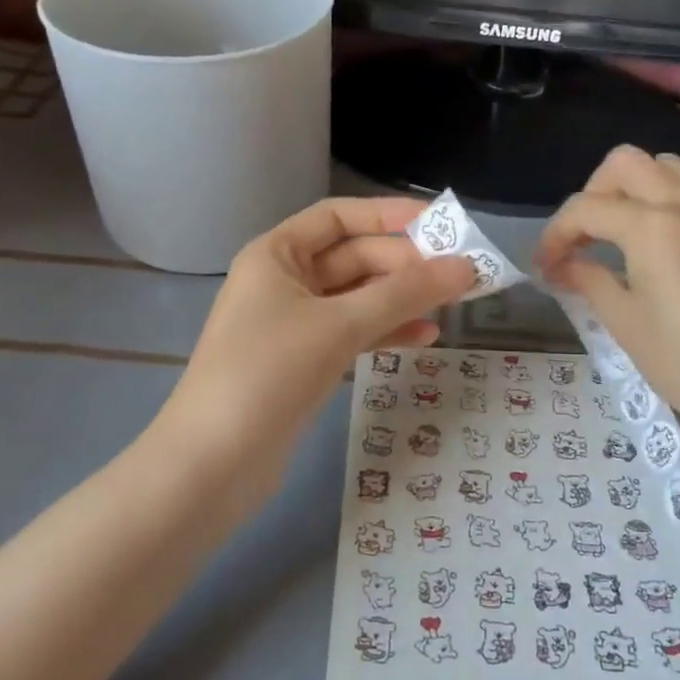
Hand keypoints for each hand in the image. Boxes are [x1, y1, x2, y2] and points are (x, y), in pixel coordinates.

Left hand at [159, 198, 475, 505]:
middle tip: (461, 274)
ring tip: (454, 303)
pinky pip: (353, 333)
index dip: (388, 215)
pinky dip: (386, 332)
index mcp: (276, 255)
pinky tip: (425, 338)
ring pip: (358, 298)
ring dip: (402, 299)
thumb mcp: (340, 325)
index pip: (338, 217)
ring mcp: (293, 324)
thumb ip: (405, 293)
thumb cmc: (268, 373)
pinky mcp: (304, 362)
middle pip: (354, 258)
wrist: (212, 464)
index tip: (440, 225)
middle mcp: (283, 281)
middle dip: (405, 264)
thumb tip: (466, 267)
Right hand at [535, 146, 679, 454]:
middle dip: (594, 193)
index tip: (545, 265)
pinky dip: (675, 210)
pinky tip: (673, 257)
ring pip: (672, 170)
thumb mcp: (624, 322)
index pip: (586, 208)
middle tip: (585, 237)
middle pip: (626, 164)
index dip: (554, 234)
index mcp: (654, 225)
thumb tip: (562, 266)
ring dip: (637, 191)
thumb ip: (588, 280)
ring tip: (625, 235)